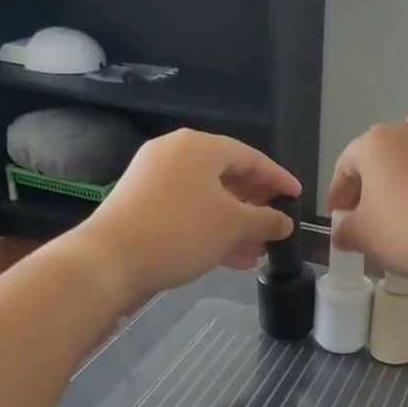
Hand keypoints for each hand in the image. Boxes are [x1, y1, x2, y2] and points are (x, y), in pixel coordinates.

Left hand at [74, 130, 298, 302]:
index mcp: (200, 146)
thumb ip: (266, 220)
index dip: (278, 178)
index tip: (297, 197)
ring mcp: (154, 178)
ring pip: (207, 197)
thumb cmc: (181, 231)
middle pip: (227, 176)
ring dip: (234, 223)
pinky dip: (210, 229)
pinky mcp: (141, 204)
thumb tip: (284, 222)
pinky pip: (187, 210)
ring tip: (256, 251)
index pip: (251, 157)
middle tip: (276, 225)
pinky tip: (229, 258)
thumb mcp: (234, 225)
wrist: (110, 259)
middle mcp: (175, 153)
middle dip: (255, 204)